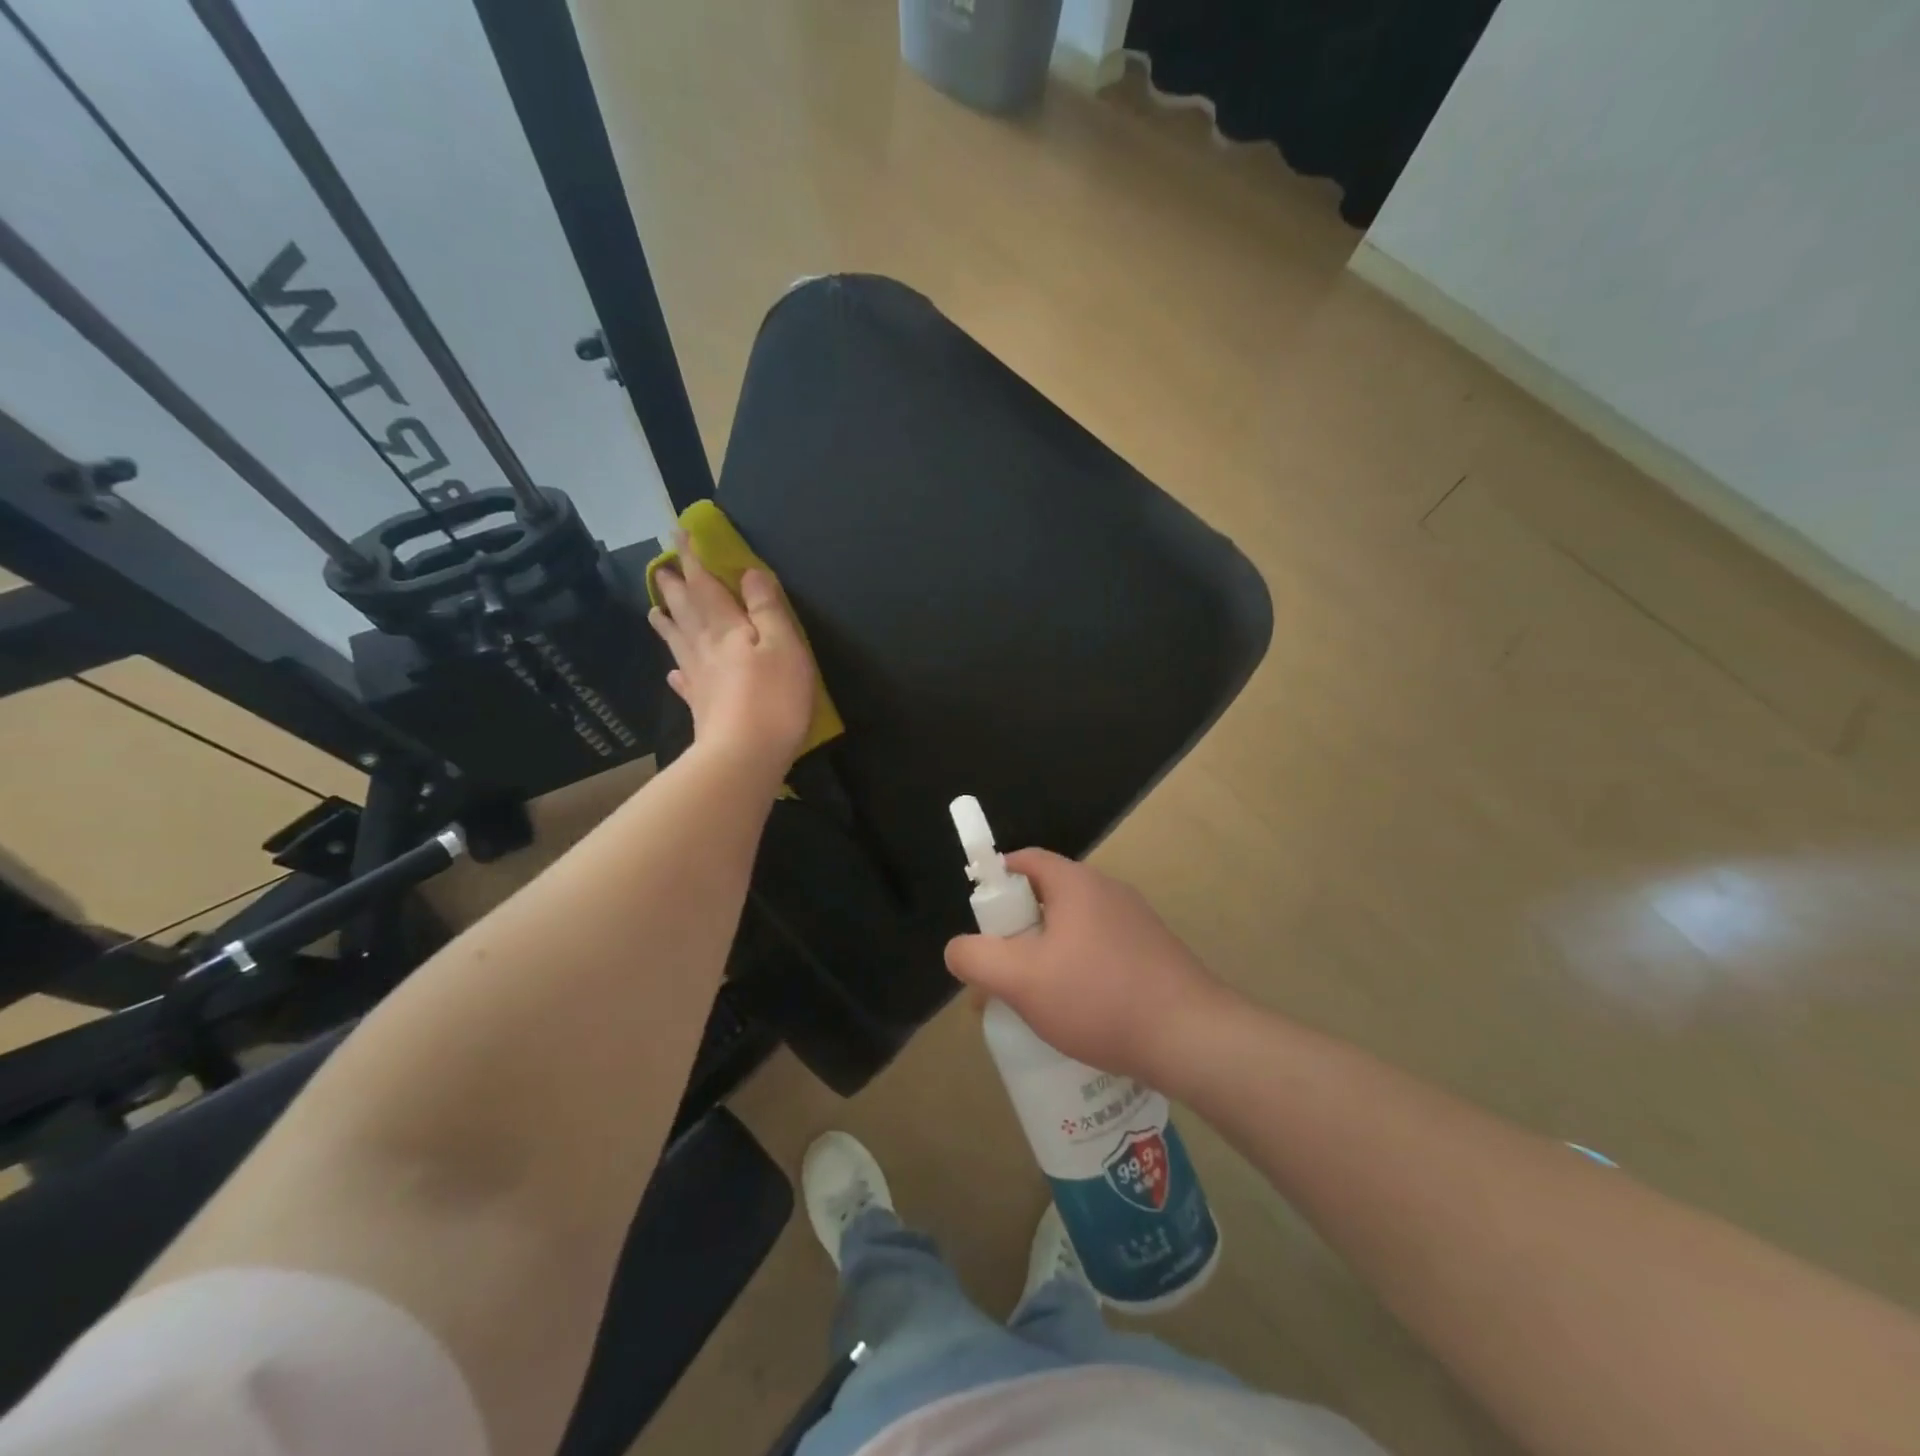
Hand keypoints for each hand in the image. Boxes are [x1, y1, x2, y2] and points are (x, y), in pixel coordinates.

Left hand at [648, 537, 815, 768]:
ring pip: (678, 642)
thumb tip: (749, 573)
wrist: (744, 755)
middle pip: (685, 611)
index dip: (692, 559)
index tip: (678, 535)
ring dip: (667, 623)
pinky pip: (684, 682)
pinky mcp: (700, 707)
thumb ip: (767, 608)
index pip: (705, 585)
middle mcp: (705, 648)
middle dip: (675, 587)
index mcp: (726, 628)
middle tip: (660, 569)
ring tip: (655, 609)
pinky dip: (677, 672)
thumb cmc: (773, 697)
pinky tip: (673, 674)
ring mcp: (699, 679)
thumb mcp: (783, 644)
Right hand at [944, 850, 1234, 1080]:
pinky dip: (1078, 970)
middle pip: (1048, 897)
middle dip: (1017, 929)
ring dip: (1047, 954)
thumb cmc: (1098, 998)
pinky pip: (1101, 950)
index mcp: (1077, 884)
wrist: (1192, 1038)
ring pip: (1074, 928)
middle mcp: (1108, 891)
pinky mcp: (1153, 953)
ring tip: (1035, 1000)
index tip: (980, 918)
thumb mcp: (1021, 980)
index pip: (1026, 861)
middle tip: (1002, 970)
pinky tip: (1077, 1013)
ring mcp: (1136, 922)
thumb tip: (959, 949)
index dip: (995, 880)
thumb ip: (976, 958)